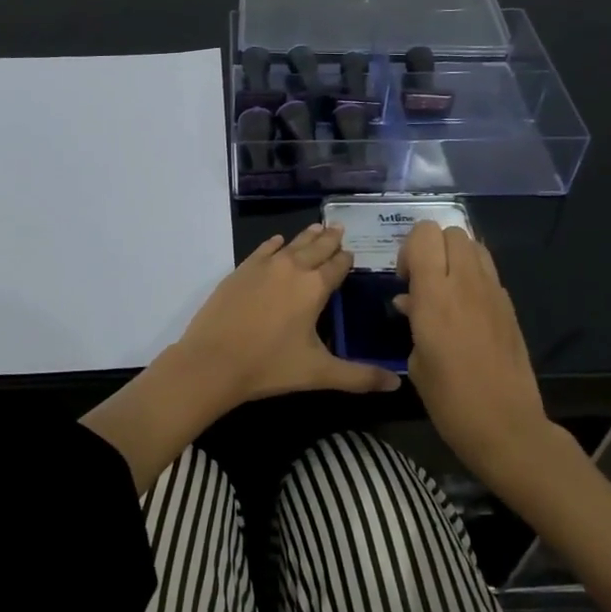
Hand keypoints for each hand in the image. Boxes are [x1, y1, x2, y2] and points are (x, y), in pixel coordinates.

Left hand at [171, 223, 400, 415]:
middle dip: (330, 240)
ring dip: (306, 236)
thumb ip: (359, 377)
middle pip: (316, 248)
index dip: (346, 260)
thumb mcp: (319, 373)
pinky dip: (274, 244)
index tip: (353, 254)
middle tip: (340, 229)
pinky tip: (277, 242)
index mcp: (314, 287)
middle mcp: (292, 269)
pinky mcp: (240, 271)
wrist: (213, 361)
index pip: (337, 266)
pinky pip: (262, 250)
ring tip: (318, 227)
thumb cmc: (270, 366)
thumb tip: (397, 384)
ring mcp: (263, 266)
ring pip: (291, 244)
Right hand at [394, 220, 549, 478]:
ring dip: (455, 257)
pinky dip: (473, 276)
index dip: (409, 248)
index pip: (425, 234)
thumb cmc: (450, 400)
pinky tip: (467, 309)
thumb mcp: (416, 361)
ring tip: (446, 289)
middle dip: (433, 246)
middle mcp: (466, 283)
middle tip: (424, 280)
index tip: (405, 279)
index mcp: (435, 295)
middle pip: (451, 231)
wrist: (507, 427)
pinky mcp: (510, 306)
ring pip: (474, 245)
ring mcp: (493, 293)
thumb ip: (413, 319)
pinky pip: (488, 272)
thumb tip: (410, 301)